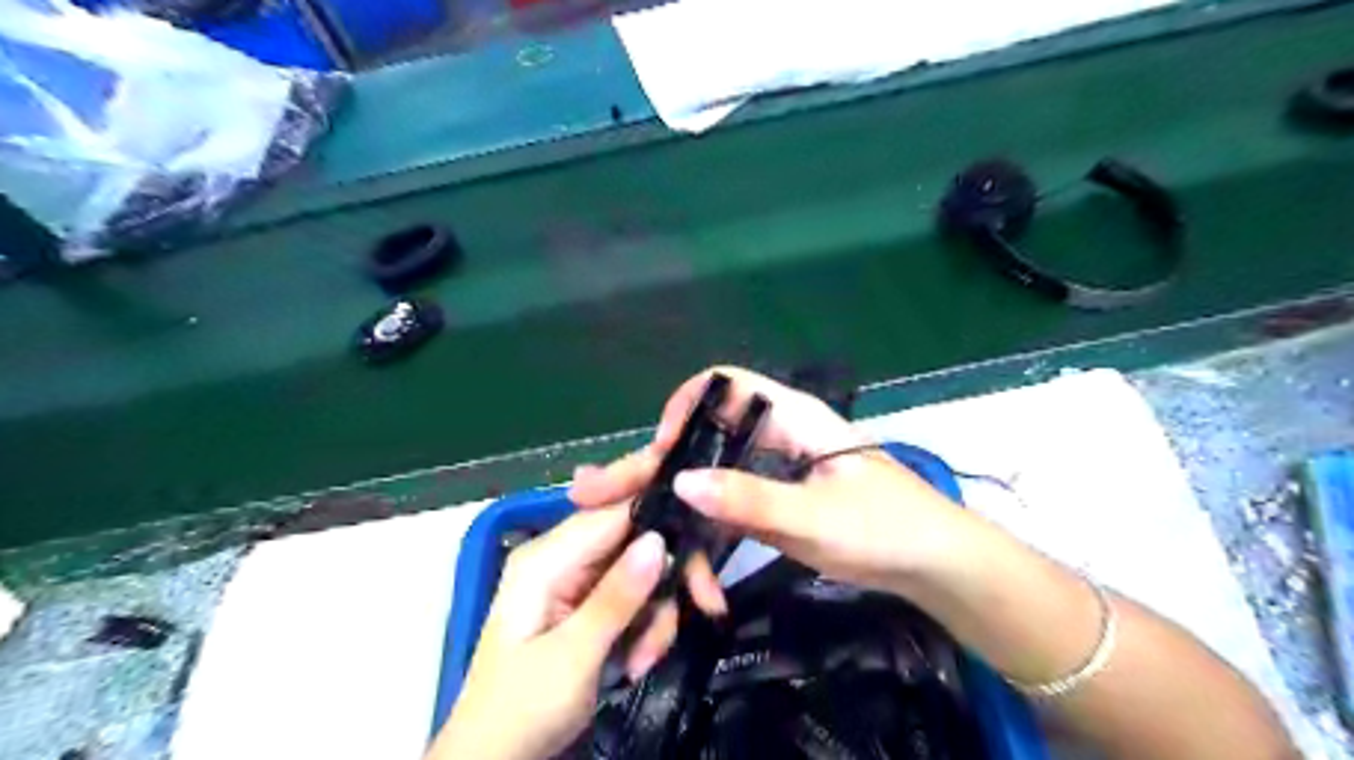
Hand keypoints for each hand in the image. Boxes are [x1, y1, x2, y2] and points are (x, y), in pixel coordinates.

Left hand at [427, 507, 722, 759]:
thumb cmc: (521, 708)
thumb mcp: (572, 656)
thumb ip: (617, 597)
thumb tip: (660, 539)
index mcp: (546, 557)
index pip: (614, 514)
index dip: (663, 523)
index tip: (704, 554)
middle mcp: (562, 559)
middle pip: (634, 543)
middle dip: (665, 582)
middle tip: (702, 608)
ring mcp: (574, 583)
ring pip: (640, 574)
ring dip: (655, 616)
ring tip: (644, 661)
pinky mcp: (586, 607)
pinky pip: (632, 599)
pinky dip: (645, 628)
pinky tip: (637, 662)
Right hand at [571, 366, 985, 592]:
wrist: (934, 567)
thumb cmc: (889, 528)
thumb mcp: (818, 517)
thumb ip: (753, 501)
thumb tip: (682, 484)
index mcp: (789, 418)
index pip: (723, 386)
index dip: (684, 408)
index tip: (660, 451)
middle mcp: (772, 437)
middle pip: (702, 439)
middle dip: (651, 466)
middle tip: (594, 490)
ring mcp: (770, 473)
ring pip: (707, 478)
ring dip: (667, 505)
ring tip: (616, 525)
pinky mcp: (771, 505)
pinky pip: (723, 511)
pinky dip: (700, 534)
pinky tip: (678, 561)